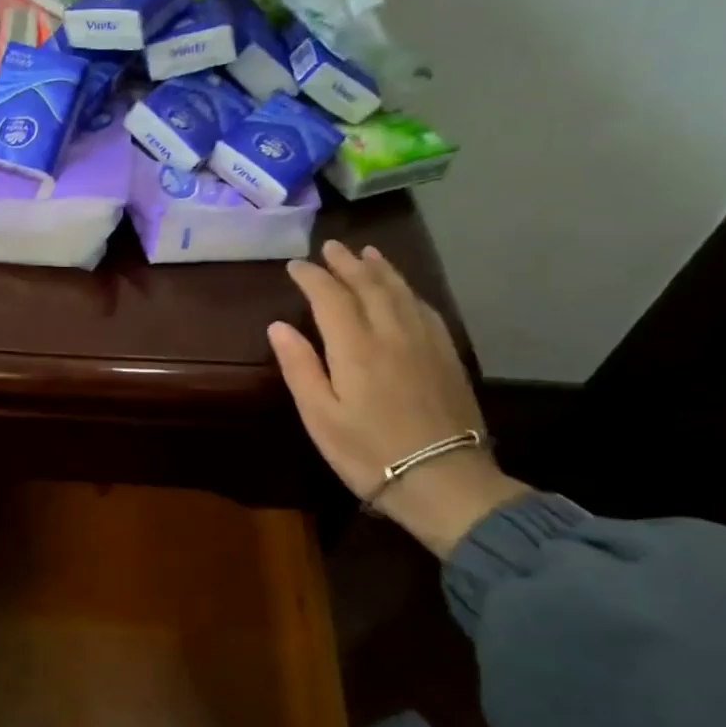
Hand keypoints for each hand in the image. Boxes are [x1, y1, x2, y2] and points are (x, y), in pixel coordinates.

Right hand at [270, 242, 530, 558]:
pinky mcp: (447, 354)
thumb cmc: (368, 452)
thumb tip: (278, 325)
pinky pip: (424, 308)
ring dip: (379, 269)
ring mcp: (424, 341)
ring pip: (400, 291)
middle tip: (329, 247)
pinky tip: (402, 289)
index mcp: (355, 347)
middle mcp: (391, 332)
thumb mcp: (320, 416)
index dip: (311, 277)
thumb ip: (299, 367)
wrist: (442, 479)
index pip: (330, 296)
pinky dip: (407, 290)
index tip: (295, 266)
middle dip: (345, 263)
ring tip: (365, 253)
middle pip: (368, 285)